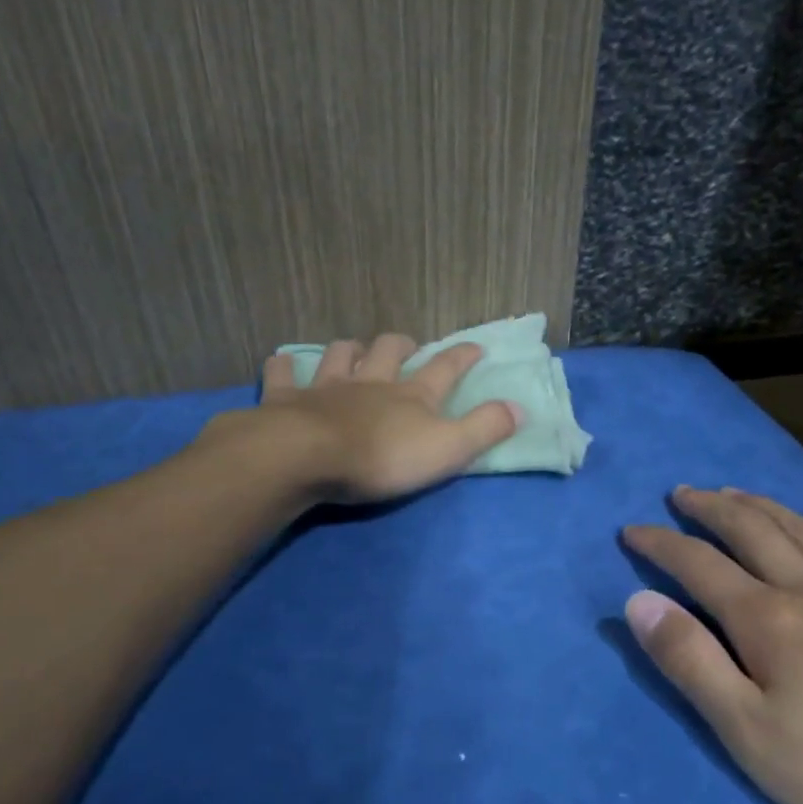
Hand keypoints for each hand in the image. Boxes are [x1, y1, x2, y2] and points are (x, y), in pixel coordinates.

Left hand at [239, 333, 520, 504]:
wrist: (307, 458)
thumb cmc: (382, 458)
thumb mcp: (447, 449)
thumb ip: (484, 428)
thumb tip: (520, 407)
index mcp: (411, 396)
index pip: (445, 369)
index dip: (463, 356)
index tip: (477, 345)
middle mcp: (370, 383)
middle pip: (389, 351)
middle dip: (401, 345)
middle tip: (407, 346)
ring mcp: (326, 388)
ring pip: (340, 356)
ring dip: (350, 350)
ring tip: (354, 350)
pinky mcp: (286, 401)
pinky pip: (282, 375)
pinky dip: (284, 367)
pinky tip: (282, 363)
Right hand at [623, 487, 802, 803]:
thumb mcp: (749, 733)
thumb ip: (690, 662)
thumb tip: (639, 602)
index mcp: (766, 620)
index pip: (697, 565)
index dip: (660, 544)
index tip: (632, 531)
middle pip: (752, 532)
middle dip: (710, 509)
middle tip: (683, 494)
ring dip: (765, 507)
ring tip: (737, 493)